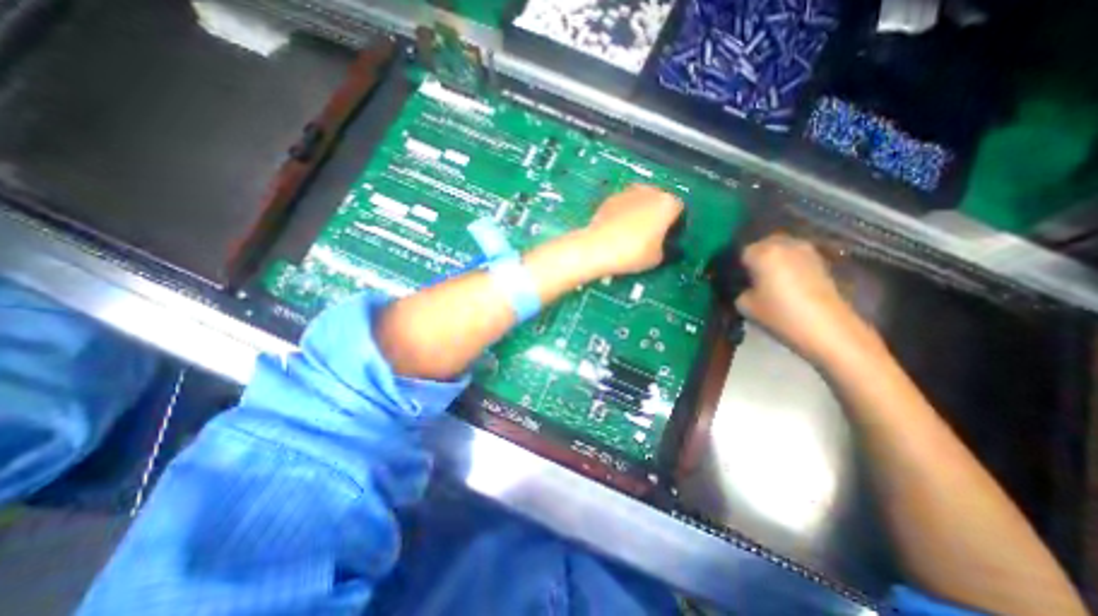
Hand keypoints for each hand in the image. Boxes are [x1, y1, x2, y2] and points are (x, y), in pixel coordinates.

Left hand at [577, 182, 682, 276]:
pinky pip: (623, 205)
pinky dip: (623, 214)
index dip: (675, 224)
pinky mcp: (609, 198)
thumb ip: (665, 248)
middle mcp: (650, 191)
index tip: (668, 237)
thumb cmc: (633, 253)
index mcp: (667, 203)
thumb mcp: (657, 258)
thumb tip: (661, 246)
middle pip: (659, 201)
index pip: (679, 210)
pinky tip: (617, 230)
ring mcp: (627, 192)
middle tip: (651, 234)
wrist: (597, 247)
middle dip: (657, 214)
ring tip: (632, 232)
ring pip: (640, 201)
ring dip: (639, 212)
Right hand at [731, 233, 881, 362]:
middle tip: (747, 279)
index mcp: (762, 252)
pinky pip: (794, 257)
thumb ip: (737, 289)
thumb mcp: (744, 305)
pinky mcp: (820, 261)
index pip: (739, 252)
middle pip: (761, 245)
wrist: (828, 329)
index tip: (732, 280)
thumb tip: (740, 285)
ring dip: (771, 260)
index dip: (734, 266)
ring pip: (779, 249)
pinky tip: (784, 283)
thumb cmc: (780, 315)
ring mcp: (805, 250)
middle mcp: (784, 244)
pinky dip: (786, 265)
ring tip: (766, 280)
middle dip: (753, 259)